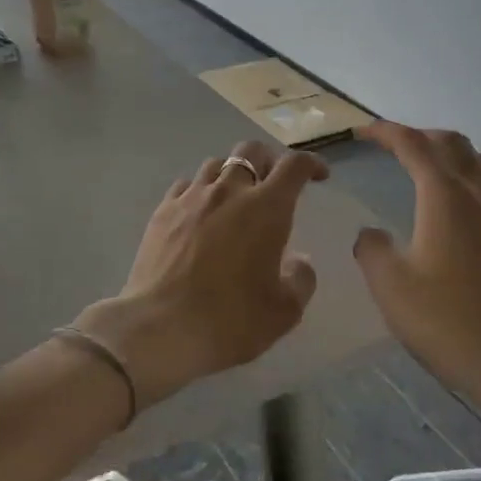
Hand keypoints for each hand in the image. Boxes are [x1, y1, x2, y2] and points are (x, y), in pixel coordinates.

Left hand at [77, 139, 327, 407]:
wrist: (161, 329)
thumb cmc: (231, 321)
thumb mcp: (284, 311)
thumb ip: (301, 279)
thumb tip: (299, 261)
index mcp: (267, 208)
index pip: (294, 166)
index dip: (312, 163)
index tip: (319, 176)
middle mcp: (229, 191)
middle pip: (251, 151)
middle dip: (269, 160)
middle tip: (274, 184)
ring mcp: (191, 198)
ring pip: (216, 164)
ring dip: (232, 174)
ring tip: (235, 198)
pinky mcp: (162, 211)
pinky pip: (186, 186)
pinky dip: (200, 191)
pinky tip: (199, 213)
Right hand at [352, 121, 480, 405]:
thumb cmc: (447, 322)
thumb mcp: (390, 285)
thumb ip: (371, 248)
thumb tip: (371, 234)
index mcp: (445, 196)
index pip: (413, 144)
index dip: (385, 132)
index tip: (361, 132)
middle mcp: (480, 193)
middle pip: (452, 143)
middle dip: (418, 135)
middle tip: (391, 147)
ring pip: (480, 161)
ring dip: (449, 152)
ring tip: (427, 167)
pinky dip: (471, 175)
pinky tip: (460, 205)